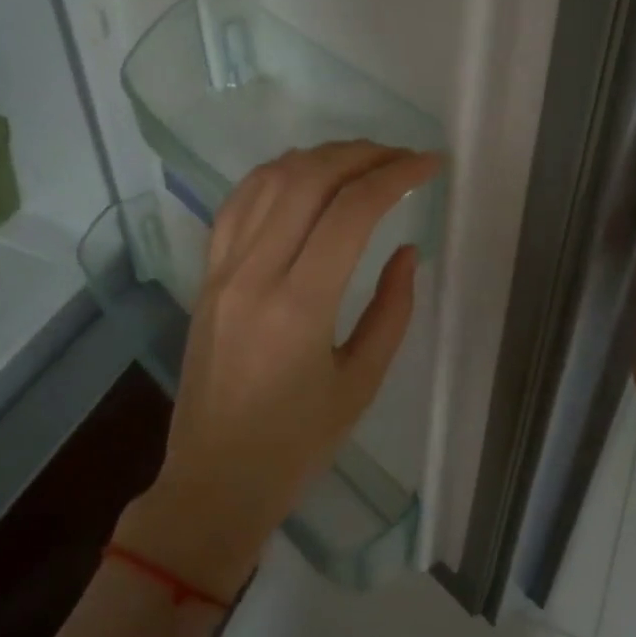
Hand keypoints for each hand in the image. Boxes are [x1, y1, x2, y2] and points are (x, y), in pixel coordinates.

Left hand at [113, 141, 439, 599]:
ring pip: (269, 181)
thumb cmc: (297, 445)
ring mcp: (222, 271)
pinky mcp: (206, 276)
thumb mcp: (361, 383)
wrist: (214, 481)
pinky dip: (275, 175)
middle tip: (402, 158)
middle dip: (362, 155)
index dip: (396, 176)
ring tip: (361, 159)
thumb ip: (392, 310)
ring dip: (320, 157)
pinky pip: (237, 204)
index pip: (351, 212)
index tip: (430, 165)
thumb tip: (406, 250)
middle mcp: (254, 274)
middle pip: (308, 180)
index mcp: (299, 307)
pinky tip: (303, 175)